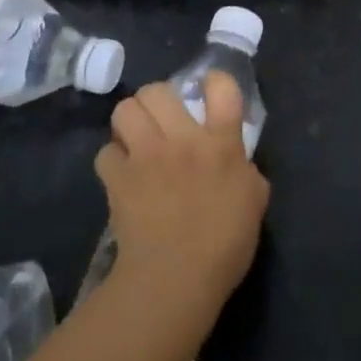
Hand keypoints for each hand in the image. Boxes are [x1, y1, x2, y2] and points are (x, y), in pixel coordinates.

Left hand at [95, 71, 269, 311]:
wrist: (175, 280)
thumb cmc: (225, 246)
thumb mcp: (254, 203)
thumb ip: (247, 172)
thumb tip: (239, 164)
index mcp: (222, 144)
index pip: (222, 88)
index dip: (216, 81)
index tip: (211, 90)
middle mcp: (183, 140)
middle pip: (159, 90)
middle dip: (158, 99)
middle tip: (163, 120)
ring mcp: (147, 157)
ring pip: (125, 110)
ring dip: (131, 121)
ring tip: (137, 138)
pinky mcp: (118, 179)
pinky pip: (106, 152)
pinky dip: (113, 160)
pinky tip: (122, 174)